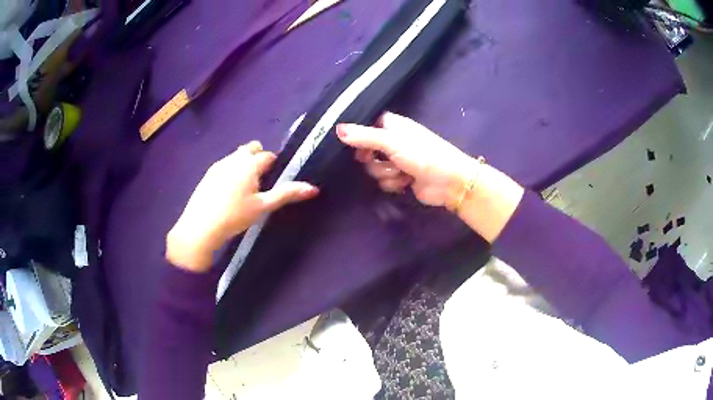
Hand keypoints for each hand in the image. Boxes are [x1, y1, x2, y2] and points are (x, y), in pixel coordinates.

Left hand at [166, 141, 318, 271]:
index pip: (267, 156)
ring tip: (244, 188)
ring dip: (243, 164)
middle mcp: (233, 159)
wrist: (200, 227)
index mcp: (249, 164)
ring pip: (236, 156)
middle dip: (257, 157)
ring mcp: (218, 165)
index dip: (273, 165)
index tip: (273, 178)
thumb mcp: (263, 207)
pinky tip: (227, 192)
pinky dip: (231, 171)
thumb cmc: (235, 216)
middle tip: (260, 180)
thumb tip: (313, 188)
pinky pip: (224, 165)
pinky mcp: (207, 175)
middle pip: (250, 148)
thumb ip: (286, 194)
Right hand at [337, 112, 523, 242]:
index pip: (365, 127)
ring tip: (402, 174)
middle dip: (374, 161)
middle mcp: (393, 141)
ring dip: (386, 175)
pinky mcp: (401, 178)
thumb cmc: (423, 155)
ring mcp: (397, 160)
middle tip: (385, 161)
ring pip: (374, 169)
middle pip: (366, 151)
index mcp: (392, 126)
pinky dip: (393, 184)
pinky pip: (384, 181)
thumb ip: (364, 136)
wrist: (449, 182)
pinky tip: (406, 184)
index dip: (360, 138)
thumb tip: (336, 129)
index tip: (359, 148)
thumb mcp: (391, 142)